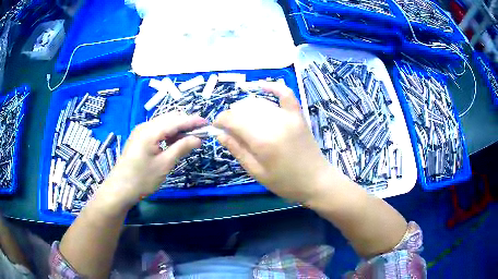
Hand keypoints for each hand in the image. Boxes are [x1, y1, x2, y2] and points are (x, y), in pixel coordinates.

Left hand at [104, 112, 206, 205]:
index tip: (208, 124)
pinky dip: (168, 134)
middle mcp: (145, 126)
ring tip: (189, 140)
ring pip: (163, 124)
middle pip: (170, 118)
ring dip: (177, 129)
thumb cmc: (142, 179)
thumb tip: (198, 138)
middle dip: (186, 124)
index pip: (176, 121)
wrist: (119, 189)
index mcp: (150, 131)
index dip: (193, 121)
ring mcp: (140, 131)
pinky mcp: (138, 138)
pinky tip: (174, 143)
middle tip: (200, 135)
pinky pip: (157, 130)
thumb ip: (181, 148)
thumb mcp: (164, 164)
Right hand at [214, 82, 332, 202]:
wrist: (316, 181)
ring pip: (259, 103)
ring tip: (240, 118)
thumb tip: (218, 133)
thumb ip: (237, 150)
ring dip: (245, 107)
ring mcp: (288, 116)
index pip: (233, 120)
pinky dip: (273, 87)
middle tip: (228, 128)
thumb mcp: (256, 172)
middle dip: (231, 116)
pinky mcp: (298, 115)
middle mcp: (274, 123)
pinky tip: (261, 86)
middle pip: (244, 109)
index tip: (216, 127)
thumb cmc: (285, 182)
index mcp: (262, 140)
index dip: (220, 120)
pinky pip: (285, 94)